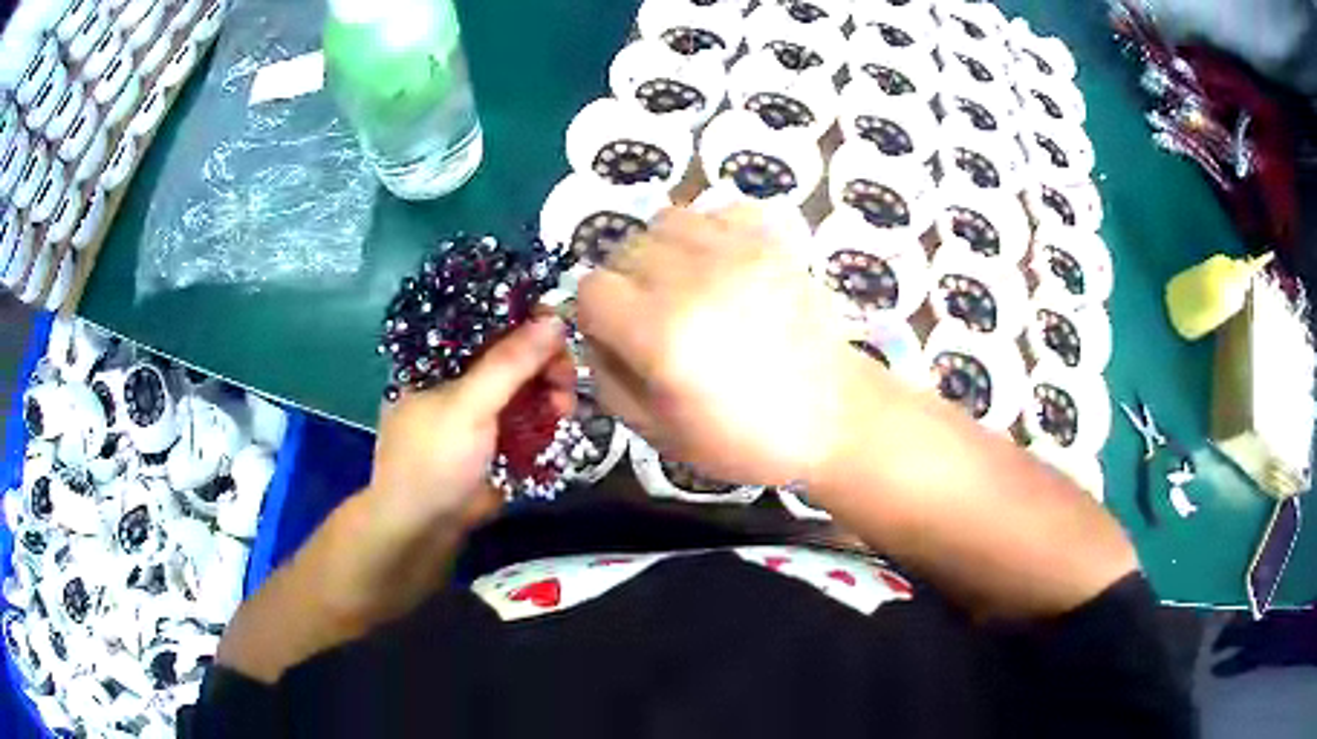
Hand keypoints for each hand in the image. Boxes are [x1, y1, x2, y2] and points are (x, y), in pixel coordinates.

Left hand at [367, 314, 576, 529]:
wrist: (426, 526)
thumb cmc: (434, 458)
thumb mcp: (468, 406)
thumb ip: (509, 363)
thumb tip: (554, 319)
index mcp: (440, 357)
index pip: (487, 322)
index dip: (525, 319)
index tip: (560, 326)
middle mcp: (461, 376)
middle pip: (513, 353)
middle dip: (545, 362)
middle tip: (567, 377)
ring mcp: (481, 409)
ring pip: (527, 385)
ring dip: (552, 391)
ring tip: (565, 408)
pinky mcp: (499, 437)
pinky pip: (531, 415)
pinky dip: (549, 416)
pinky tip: (563, 420)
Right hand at [577, 206, 885, 486]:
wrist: (833, 417)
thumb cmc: (745, 439)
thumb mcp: (659, 433)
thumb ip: (609, 380)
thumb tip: (595, 336)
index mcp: (660, 333)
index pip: (590, 289)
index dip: (596, 316)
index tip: (621, 338)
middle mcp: (692, 279)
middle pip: (623, 251)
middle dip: (628, 285)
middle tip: (657, 318)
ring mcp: (736, 251)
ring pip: (665, 221)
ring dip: (663, 251)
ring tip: (688, 285)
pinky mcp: (771, 240)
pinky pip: (719, 208)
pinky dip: (710, 229)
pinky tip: (722, 263)